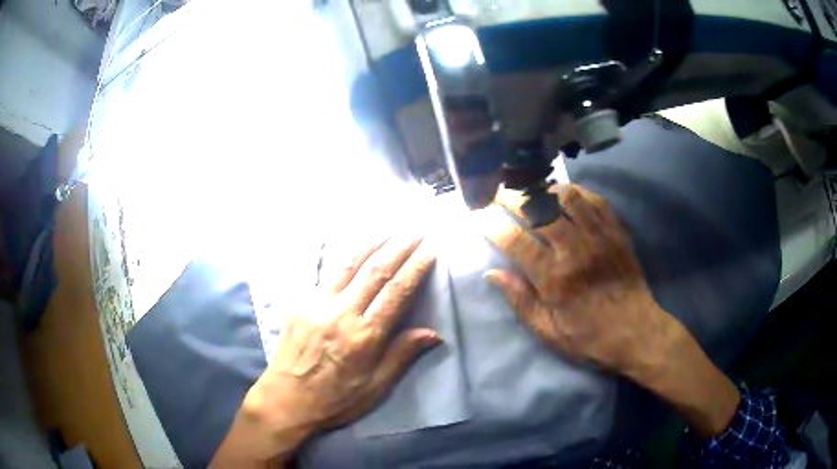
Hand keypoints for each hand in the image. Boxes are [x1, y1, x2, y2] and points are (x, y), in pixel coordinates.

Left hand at [211, 233, 440, 467]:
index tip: (431, 248)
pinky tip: (334, 234)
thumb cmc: (336, 399)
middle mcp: (341, 313)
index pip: (397, 292)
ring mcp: (316, 304)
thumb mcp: (376, 387)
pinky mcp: (298, 302)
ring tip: (389, 226)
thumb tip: (434, 332)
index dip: (416, 267)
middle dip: (399, 246)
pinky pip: (314, 270)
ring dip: (371, 241)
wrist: (287, 400)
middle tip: (417, 228)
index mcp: (364, 336)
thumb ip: (402, 355)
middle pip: (376, 271)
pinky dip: (325, 250)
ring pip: (348, 264)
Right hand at [479, 184, 671, 373]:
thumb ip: (519, 300)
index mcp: (553, 278)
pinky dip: (577, 192)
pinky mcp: (616, 232)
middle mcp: (574, 249)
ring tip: (532, 190)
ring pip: (567, 196)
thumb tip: (491, 273)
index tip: (478, 214)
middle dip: (512, 196)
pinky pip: (594, 199)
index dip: (492, 223)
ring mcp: (598, 236)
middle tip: (499, 191)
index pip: (515, 240)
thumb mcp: (547, 331)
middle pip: (538, 209)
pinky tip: (566, 194)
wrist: (635, 332)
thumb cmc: (588, 336)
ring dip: (545, 188)